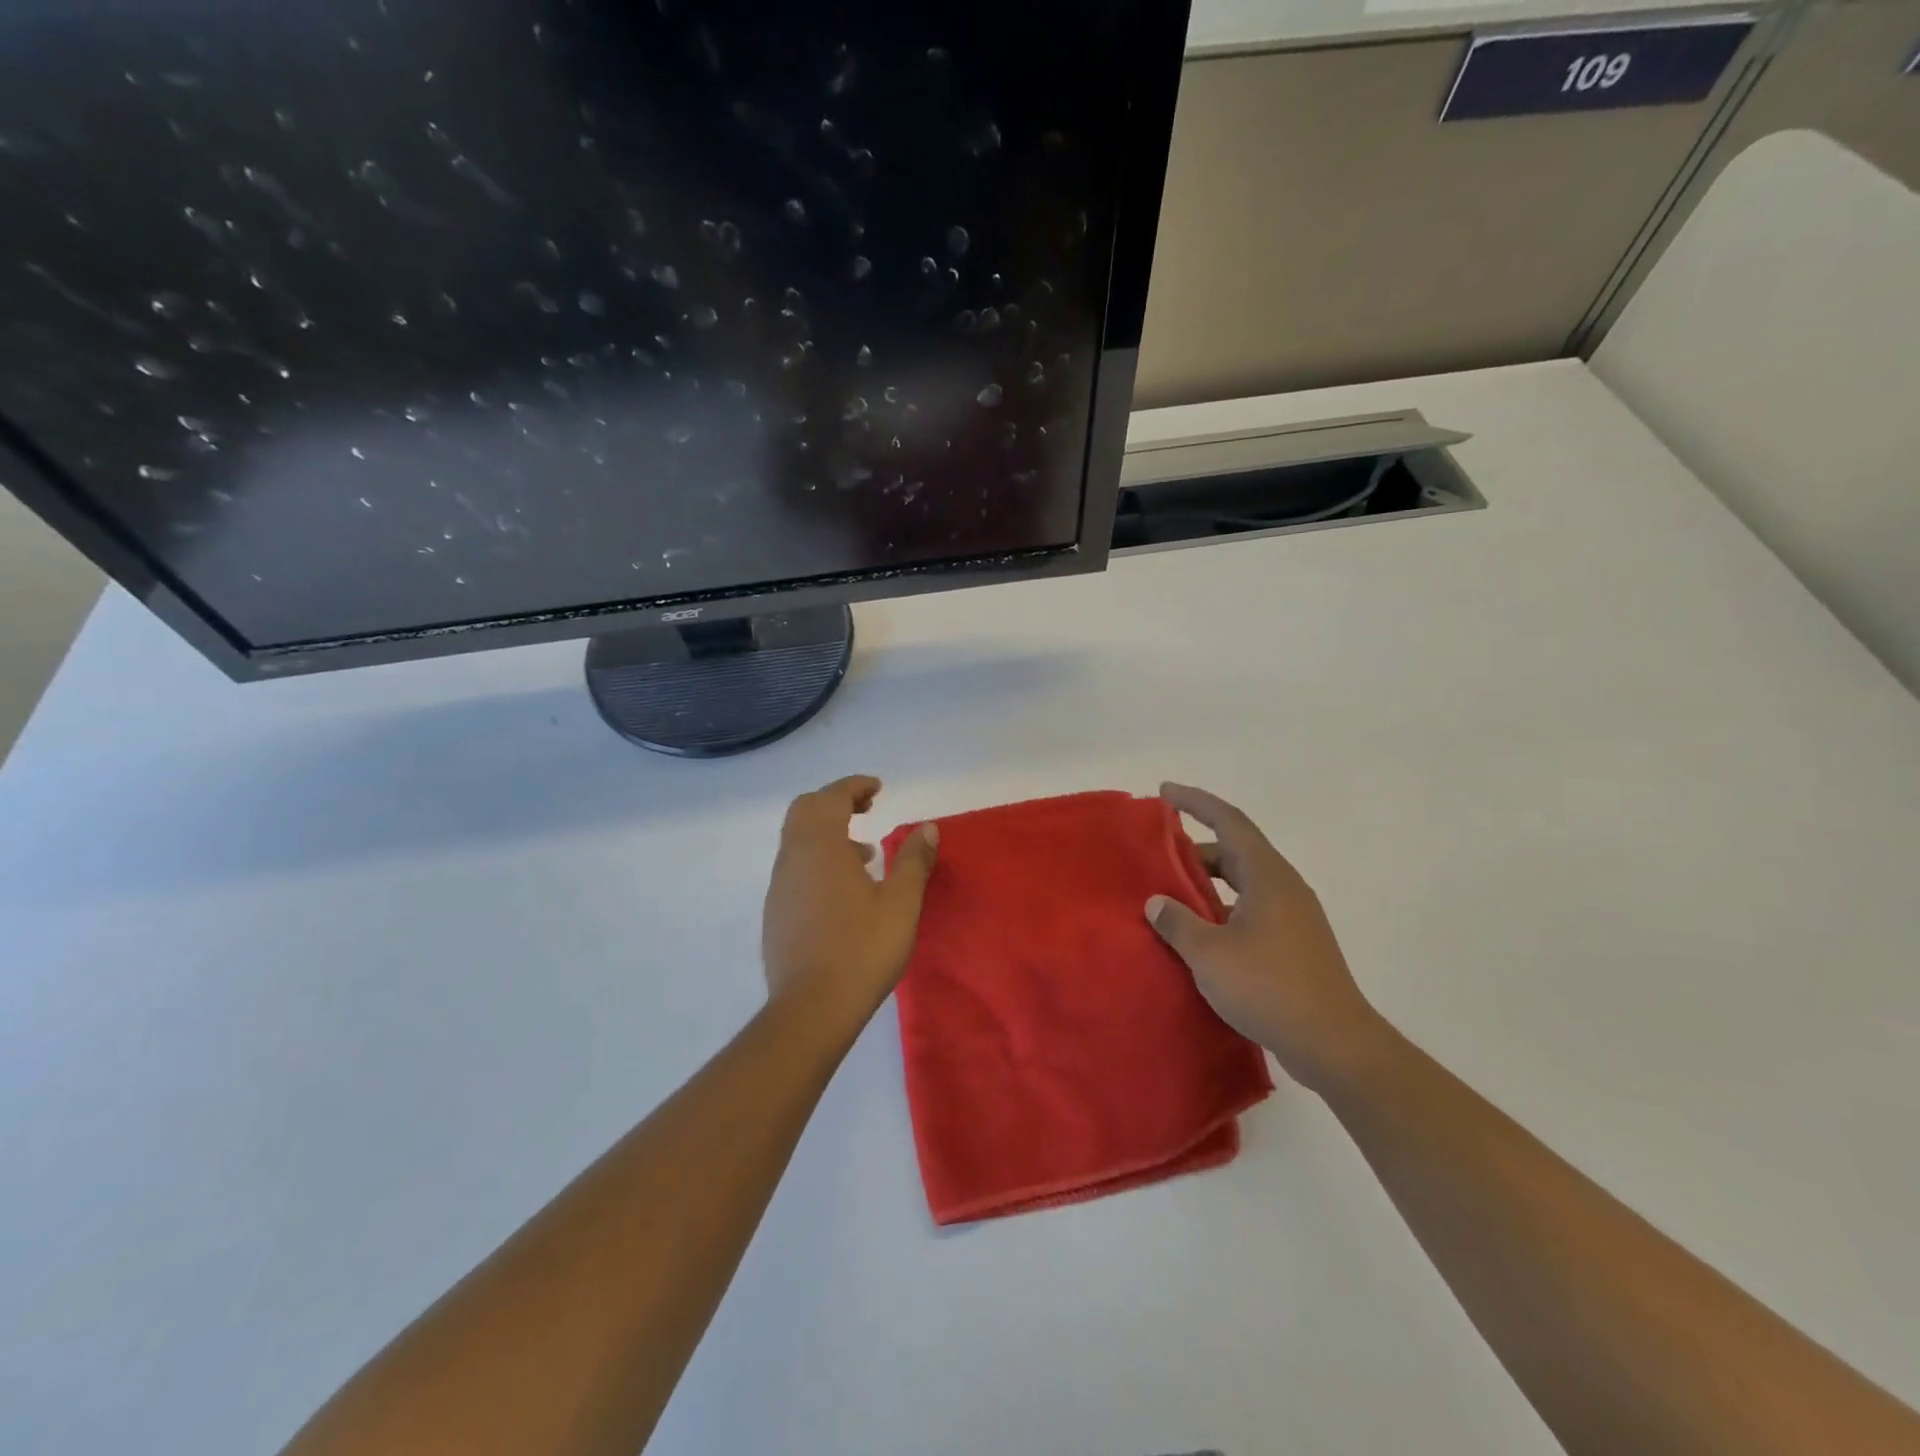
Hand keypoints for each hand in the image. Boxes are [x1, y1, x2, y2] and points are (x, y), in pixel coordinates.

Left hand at [762, 775, 938, 1026]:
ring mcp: (779, 886)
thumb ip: (913, 861)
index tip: (878, 788)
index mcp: (820, 847)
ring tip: (865, 853)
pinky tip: (844, 889)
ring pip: (797, 840)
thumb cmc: (862, 949)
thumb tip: (927, 828)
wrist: (812, 1009)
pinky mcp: (775, 912)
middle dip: (836, 801)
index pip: (831, 798)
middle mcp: (792, 858)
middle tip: (867, 808)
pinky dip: (817, 859)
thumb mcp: (901, 903)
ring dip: (827, 832)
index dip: (854, 786)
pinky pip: (795, 867)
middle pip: (805, 811)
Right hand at [1147, 783, 1386, 1092]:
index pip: (1229, 821)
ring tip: (1171, 896)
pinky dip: (1221, 909)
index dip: (1195, 802)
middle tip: (1157, 856)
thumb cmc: (1270, 988)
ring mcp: (1293, 916)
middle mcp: (1283, 886)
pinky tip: (1199, 934)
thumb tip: (1156, 902)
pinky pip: (1250, 909)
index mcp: (1267, 876)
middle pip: (1235, 851)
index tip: (1164, 792)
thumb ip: (1178, 922)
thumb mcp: (1210, 954)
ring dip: (1207, 883)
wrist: (1335, 1044)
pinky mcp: (1295, 943)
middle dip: (1195, 849)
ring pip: (1243, 883)